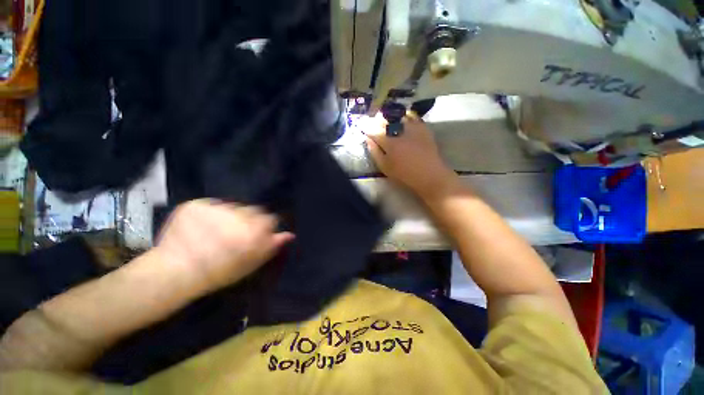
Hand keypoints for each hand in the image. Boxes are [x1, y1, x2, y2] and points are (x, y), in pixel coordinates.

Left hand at [154, 199, 293, 292]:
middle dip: (248, 220)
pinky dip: (210, 214)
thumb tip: (290, 234)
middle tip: (235, 234)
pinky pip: (211, 205)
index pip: (270, 218)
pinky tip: (202, 227)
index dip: (264, 227)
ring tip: (216, 231)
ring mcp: (216, 207)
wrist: (177, 271)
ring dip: (229, 216)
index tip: (255, 236)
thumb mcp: (252, 262)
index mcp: (255, 229)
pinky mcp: (196, 204)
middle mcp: (239, 214)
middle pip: (252, 210)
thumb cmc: (220, 271)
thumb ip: (272, 245)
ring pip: (232, 207)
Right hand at [365, 112, 458, 201]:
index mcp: (388, 142)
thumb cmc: (404, 173)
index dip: (365, 126)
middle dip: (375, 119)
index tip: (361, 125)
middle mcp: (399, 130)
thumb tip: (368, 139)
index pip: (373, 130)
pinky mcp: (422, 126)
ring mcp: (412, 126)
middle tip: (372, 122)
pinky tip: (400, 117)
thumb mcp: (385, 167)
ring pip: (397, 114)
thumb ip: (374, 152)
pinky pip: (411, 115)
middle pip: (384, 119)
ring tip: (384, 118)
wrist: (429, 174)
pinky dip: (403, 114)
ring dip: (388, 115)